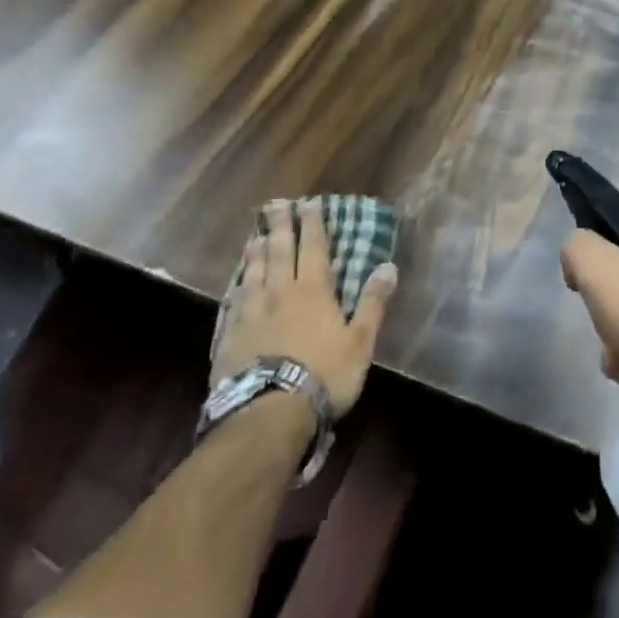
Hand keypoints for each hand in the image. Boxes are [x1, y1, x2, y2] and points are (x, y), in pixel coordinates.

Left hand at [212, 201, 397, 416]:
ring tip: (255, 234)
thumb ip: (373, 303)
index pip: (314, 248)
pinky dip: (237, 283)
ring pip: (254, 272)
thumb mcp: (360, 342)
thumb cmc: (323, 375)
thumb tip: (388, 265)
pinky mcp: (229, 336)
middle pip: (281, 251)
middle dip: (281, 226)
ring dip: (256, 250)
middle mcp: (281, 292)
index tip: (310, 203)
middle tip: (276, 204)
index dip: (313, 224)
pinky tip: (236, 281)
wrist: (267, 414)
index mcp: (314, 291)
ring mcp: (251, 313)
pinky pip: (233, 300)